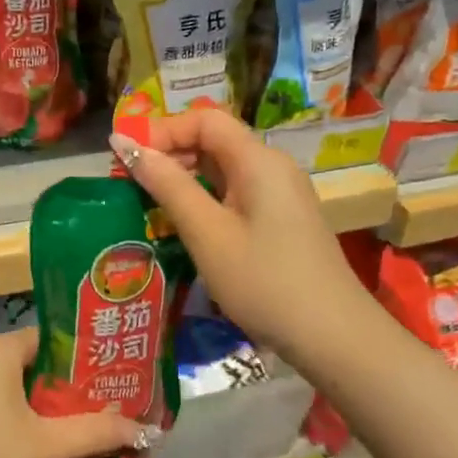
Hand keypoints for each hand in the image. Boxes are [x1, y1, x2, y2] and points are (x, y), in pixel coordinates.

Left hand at [0, 329, 143, 457]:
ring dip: (32, 400)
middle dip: (59, 384)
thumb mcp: (44, 445)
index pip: (51, 338)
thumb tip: (146, 429)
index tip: (105, 381)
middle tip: (91, 409)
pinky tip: (21, 438)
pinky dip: (6, 408)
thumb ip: (94, 433)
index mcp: (0, 347)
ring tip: (63, 426)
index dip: (80, 359)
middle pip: (30, 359)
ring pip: (7, 378)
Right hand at [111, 108, 366, 367]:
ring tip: (151, 205)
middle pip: (214, 140)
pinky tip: (187, 225)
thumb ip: (166, 184)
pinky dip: (206, 198)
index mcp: (258, 160)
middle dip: (170, 153)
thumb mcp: (206, 233)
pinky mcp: (282, 219)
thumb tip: (122, 142)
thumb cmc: (264, 281)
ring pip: (223, 168)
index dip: (163, 130)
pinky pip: (236, 192)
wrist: (334, 338)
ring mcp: (281, 193)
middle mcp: (272, 166)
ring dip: (185, 178)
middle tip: (133, 184)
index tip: (129, 160)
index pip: (204, 119)